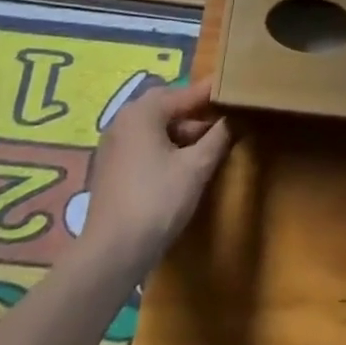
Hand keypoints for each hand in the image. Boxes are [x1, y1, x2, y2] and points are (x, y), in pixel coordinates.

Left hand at [79, 79, 231, 272]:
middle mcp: (123, 120)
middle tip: (223, 119)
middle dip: (196, 113)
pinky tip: (181, 165)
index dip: (212, 93)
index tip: (235, 88)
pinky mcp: (110, 168)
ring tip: (207, 146)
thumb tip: (234, 118)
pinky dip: (164, 147)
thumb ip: (218, 137)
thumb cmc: (156, 202)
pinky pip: (143, 145)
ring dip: (181, 132)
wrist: (110, 255)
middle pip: (167, 107)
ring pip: (154, 127)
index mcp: (143, 112)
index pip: (186, 93)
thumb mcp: (196, 168)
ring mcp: (113, 145)